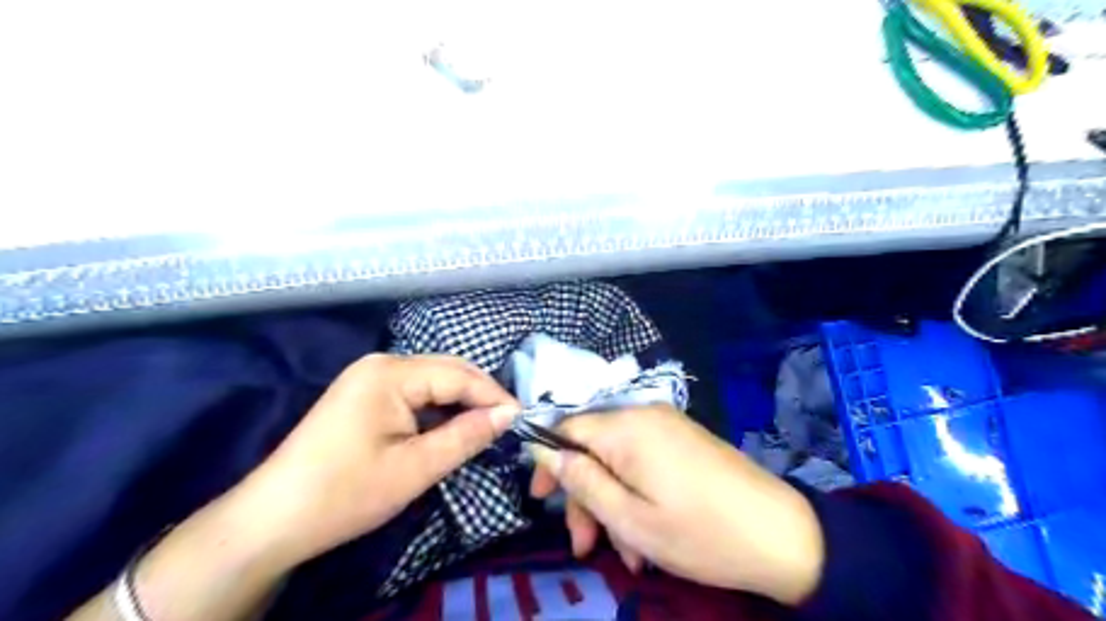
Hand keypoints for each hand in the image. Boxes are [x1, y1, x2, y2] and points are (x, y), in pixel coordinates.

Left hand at [236, 352, 521, 565]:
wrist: (271, 520)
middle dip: (480, 395)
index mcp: (391, 373)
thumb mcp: (415, 468)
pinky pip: (413, 392)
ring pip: (431, 381)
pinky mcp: (363, 394)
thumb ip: (467, 435)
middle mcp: (381, 363)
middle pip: (446, 371)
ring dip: (459, 402)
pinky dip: (437, 408)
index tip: (523, 419)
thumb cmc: (345, 493)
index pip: (458, 375)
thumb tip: (509, 414)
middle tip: (508, 423)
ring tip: (486, 426)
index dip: (494, 396)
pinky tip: (450, 426)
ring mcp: (368, 377)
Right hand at [532, 406, 823, 604]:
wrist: (782, 534)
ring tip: (628, 554)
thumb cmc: (699, 532)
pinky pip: (643, 461)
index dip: (547, 460)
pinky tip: (647, 535)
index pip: (566, 427)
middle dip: (585, 496)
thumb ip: (582, 480)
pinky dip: (636, 493)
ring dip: (613, 504)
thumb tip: (545, 451)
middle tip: (586, 545)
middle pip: (593, 447)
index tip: (541, 499)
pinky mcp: (684, 439)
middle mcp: (644, 414)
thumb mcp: (629, 517)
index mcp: (626, 427)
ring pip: (618, 459)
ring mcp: (668, 425)